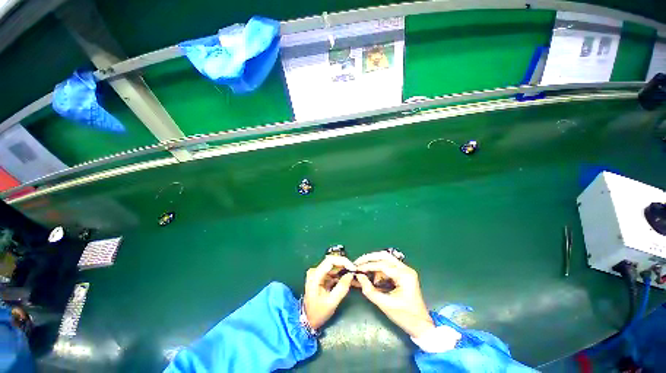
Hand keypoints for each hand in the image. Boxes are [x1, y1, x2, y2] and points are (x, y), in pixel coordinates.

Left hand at [304, 255, 355, 329]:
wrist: (308, 320)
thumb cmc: (318, 313)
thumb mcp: (331, 302)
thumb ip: (342, 288)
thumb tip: (351, 274)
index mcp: (315, 275)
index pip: (330, 261)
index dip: (343, 261)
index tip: (353, 268)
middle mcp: (315, 271)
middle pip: (332, 262)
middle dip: (345, 265)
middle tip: (356, 271)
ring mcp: (318, 273)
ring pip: (334, 267)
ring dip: (344, 270)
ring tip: (354, 275)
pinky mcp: (321, 277)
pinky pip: (333, 272)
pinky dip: (341, 275)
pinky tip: (348, 279)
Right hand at [355, 251, 434, 337]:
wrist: (421, 325)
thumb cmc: (405, 316)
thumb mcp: (385, 305)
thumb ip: (370, 290)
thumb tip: (359, 277)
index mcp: (404, 275)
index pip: (383, 265)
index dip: (368, 266)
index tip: (356, 268)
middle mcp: (405, 269)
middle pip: (384, 256)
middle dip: (370, 258)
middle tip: (358, 262)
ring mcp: (405, 270)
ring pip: (386, 259)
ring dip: (373, 262)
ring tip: (363, 269)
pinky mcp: (403, 273)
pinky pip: (388, 266)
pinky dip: (378, 268)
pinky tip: (371, 274)